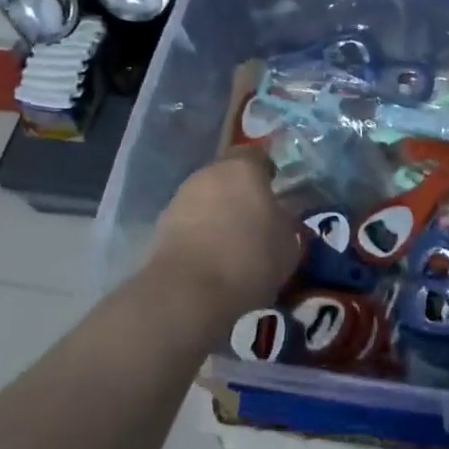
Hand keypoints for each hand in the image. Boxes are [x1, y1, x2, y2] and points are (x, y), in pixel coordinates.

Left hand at [143, 149, 299, 318]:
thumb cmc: (249, 259)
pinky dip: (200, 233)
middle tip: (255, 220)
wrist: (188, 293)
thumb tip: (278, 217)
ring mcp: (181, 198)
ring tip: (232, 243)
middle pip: (227, 175)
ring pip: (206, 198)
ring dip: (217, 213)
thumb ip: (284, 221)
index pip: (256, 155)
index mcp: (242, 168)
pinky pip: (189, 221)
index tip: (276, 191)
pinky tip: (211, 258)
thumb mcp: (288, 243)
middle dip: (240, 193)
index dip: (266, 171)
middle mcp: (208, 174)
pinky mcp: (161, 225)